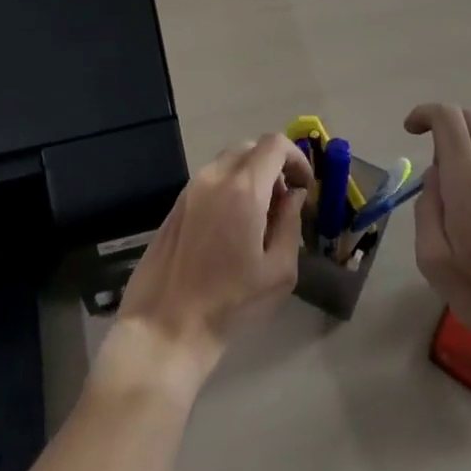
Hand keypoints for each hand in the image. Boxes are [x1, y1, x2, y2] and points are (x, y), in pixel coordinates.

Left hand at [115, 134, 312, 384]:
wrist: (166, 325)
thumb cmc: (230, 303)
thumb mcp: (279, 271)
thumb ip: (291, 223)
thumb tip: (294, 195)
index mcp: (244, 189)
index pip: (275, 144)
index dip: (296, 157)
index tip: (303, 185)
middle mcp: (215, 177)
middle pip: (251, 147)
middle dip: (274, 166)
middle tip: (284, 201)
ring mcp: (191, 187)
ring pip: (229, 161)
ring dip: (251, 174)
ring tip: (258, 214)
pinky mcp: (177, 203)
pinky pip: (211, 178)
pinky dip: (229, 185)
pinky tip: (231, 224)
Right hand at [407, 102, 470, 353]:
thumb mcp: (433, 260)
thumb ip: (427, 209)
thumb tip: (434, 178)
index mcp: (468, 180)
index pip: (448, 118)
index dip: (426, 113)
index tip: (410, 130)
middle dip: (445, 122)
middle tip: (432, 154)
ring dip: (469, 138)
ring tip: (459, 174)